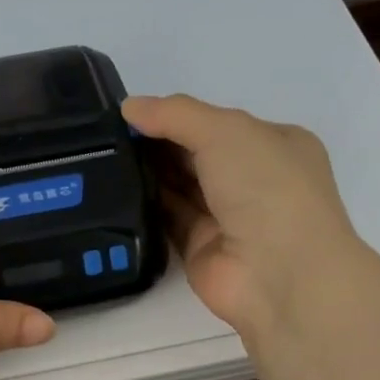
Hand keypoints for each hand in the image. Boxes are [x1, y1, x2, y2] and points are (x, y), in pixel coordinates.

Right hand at [123, 94, 363, 346]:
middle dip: (156, 143)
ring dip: (147, 172)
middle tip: (105, 134)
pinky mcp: (199, 246)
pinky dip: (144, 205)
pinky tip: (112, 190)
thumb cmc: (267, 188)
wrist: (280, 274)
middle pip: (195, 154)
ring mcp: (226, 216)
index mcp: (272, 144)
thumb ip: (175, 114)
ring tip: (100, 157)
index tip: (131, 112)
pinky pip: (167, 218)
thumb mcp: (225, 131)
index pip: (216, 123)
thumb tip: (129, 106)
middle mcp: (252, 179)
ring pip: (179, 186)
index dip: (176, 116)